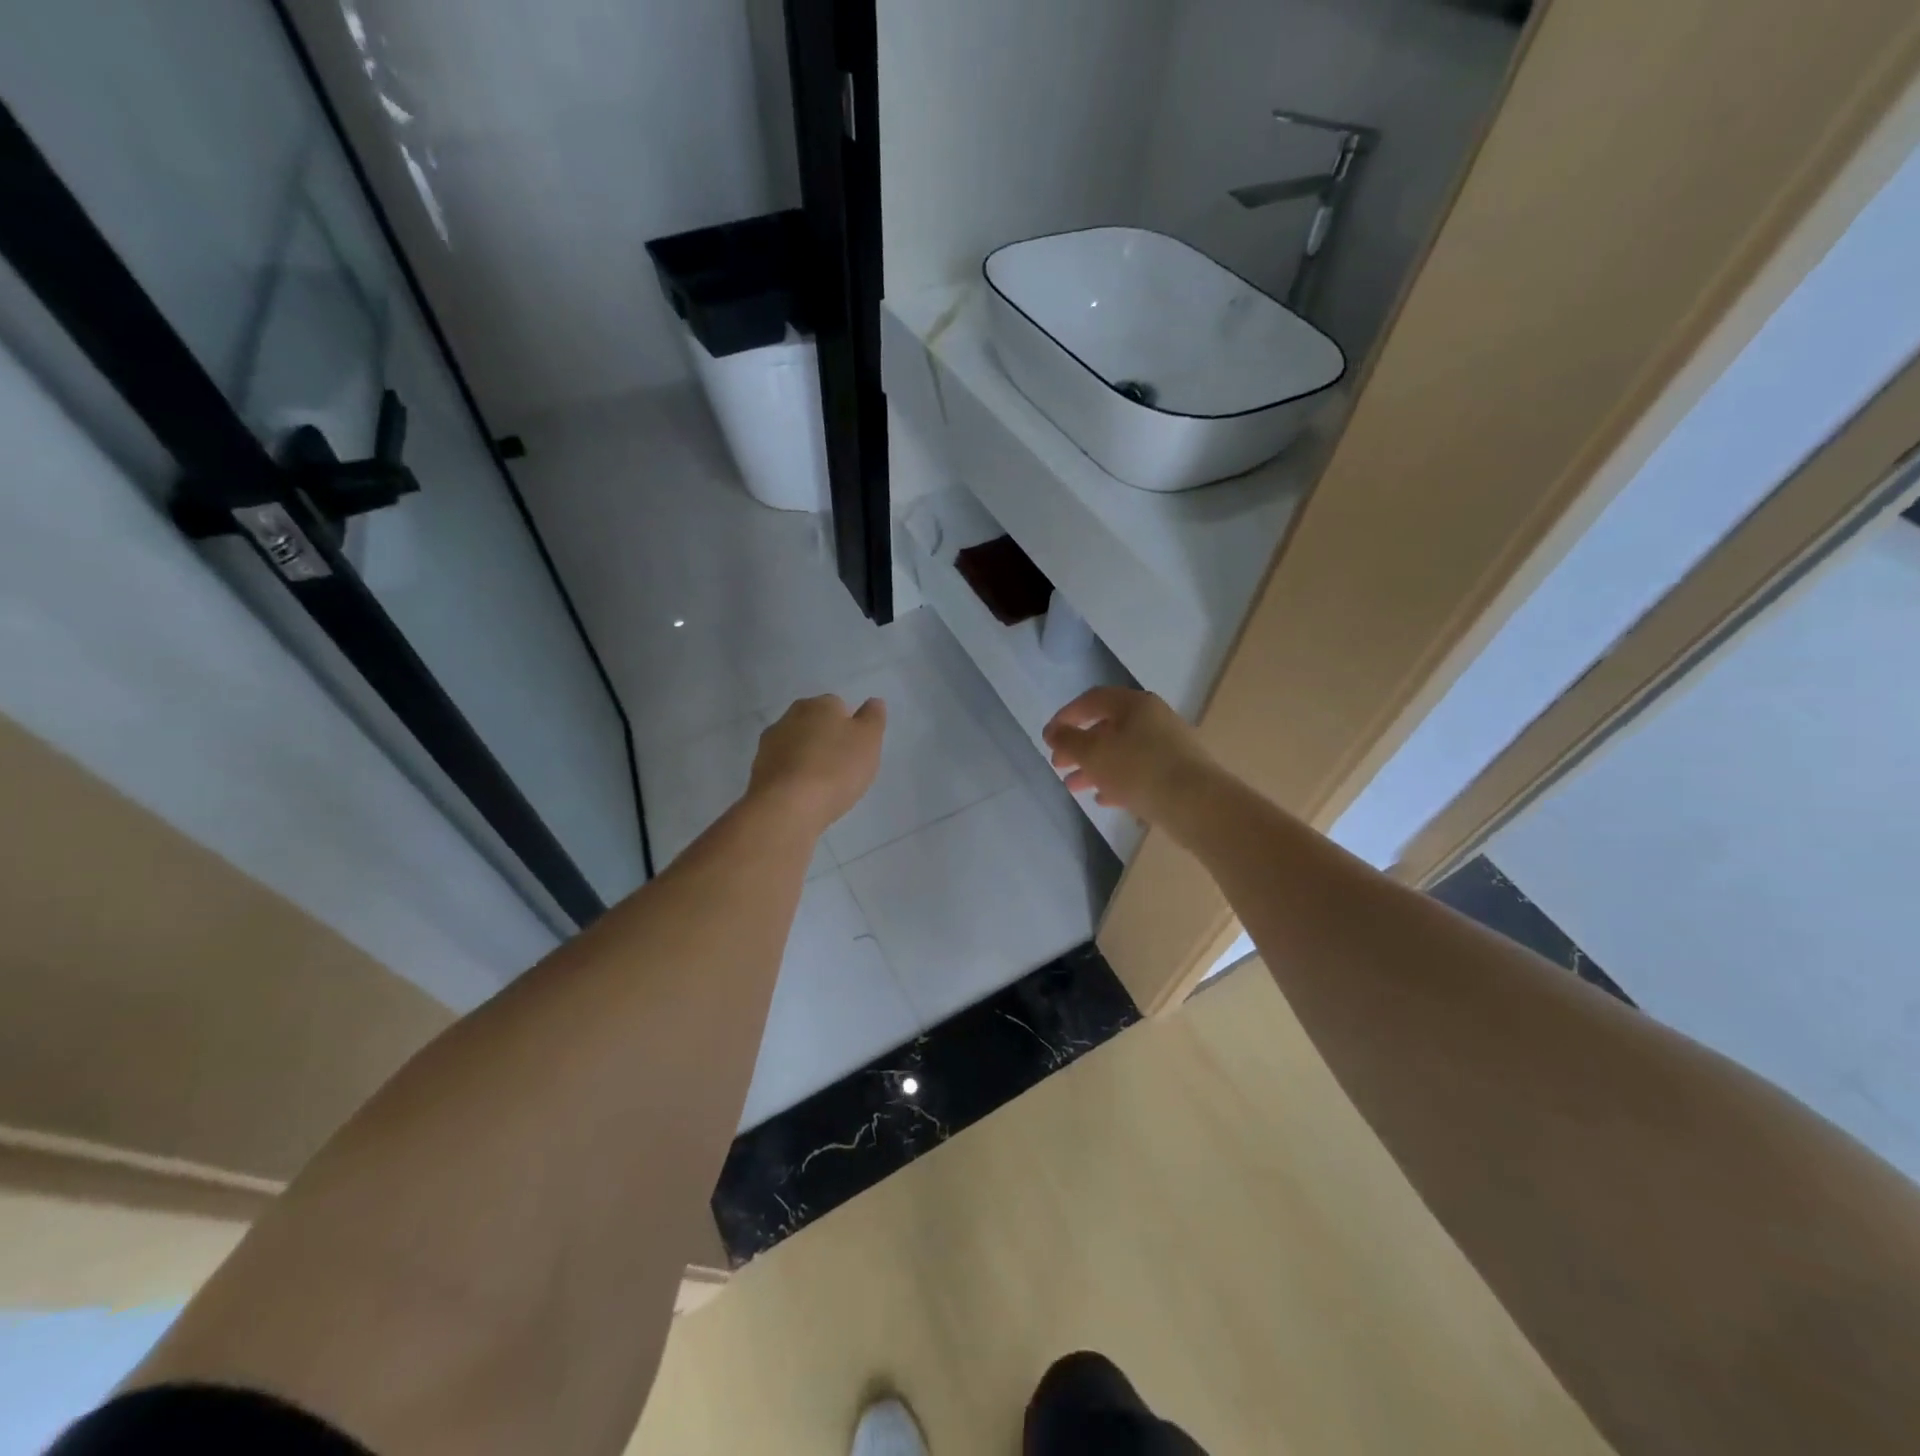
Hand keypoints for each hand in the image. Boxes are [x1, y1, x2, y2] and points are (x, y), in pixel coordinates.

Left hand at [749, 694, 886, 833]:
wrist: (787, 806)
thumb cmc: (836, 769)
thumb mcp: (868, 741)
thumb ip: (873, 718)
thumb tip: (873, 702)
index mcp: (820, 704)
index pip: (839, 706)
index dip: (850, 727)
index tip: (857, 750)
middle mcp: (791, 716)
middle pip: (815, 724)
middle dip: (826, 740)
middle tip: (842, 767)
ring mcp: (770, 743)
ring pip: (796, 745)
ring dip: (807, 758)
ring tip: (822, 785)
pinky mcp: (758, 769)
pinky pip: (783, 768)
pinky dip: (793, 777)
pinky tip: (804, 796)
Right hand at [1043, 688, 1216, 826]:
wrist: (1197, 804)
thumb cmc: (1139, 769)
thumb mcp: (1094, 753)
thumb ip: (1068, 740)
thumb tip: (1053, 731)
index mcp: (1134, 704)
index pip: (1092, 700)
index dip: (1066, 716)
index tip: (1049, 737)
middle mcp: (1153, 719)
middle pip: (1107, 727)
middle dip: (1079, 747)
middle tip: (1058, 766)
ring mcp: (1168, 746)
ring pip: (1121, 752)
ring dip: (1094, 768)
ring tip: (1074, 787)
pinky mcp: (1176, 773)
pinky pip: (1139, 772)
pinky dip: (1117, 781)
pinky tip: (1103, 799)